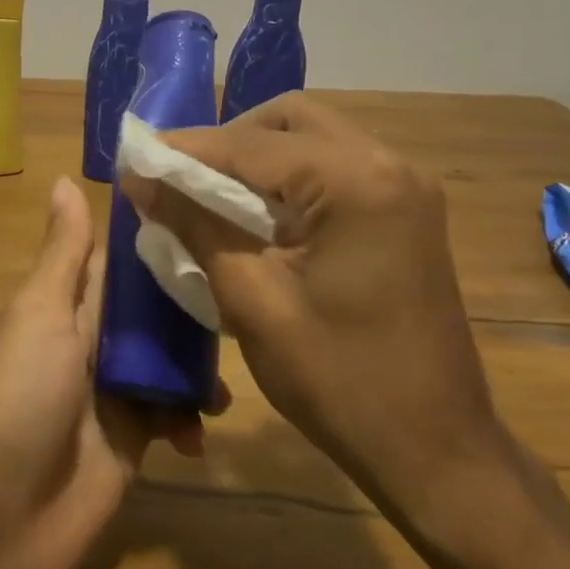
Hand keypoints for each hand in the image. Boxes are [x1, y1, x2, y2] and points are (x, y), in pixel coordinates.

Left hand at [0, 177, 202, 568]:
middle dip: (197, 310)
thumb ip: (63, 255)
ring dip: (201, 369)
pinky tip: (200, 432)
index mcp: (69, 306)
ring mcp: (114, 396)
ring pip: (172, 364)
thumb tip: (64, 178)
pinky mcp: (132, 445)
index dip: (164, 241)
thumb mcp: (40, 313)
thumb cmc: (18, 398)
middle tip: (249, 302)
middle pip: (157, 314)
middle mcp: (94, 344)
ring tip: (226, 381)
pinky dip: (191, 421)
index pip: (124, 263)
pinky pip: (174, 419)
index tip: (218, 218)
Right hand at [121, 92, 492, 509]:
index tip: (135, 158)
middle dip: (228, 141)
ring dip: (258, 157)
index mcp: (356, 183)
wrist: (435, 448)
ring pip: (314, 141)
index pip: (252, 144)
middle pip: (290, 120)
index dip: (185, 149)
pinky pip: (335, 170)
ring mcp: (405, 188)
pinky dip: (289, 179)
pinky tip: (256, 213)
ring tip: (207, 194)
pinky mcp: (407, 213)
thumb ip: (195, 226)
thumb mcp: (252, 302)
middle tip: (179, 177)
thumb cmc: (339, 381)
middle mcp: (389, 165)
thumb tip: (141, 179)